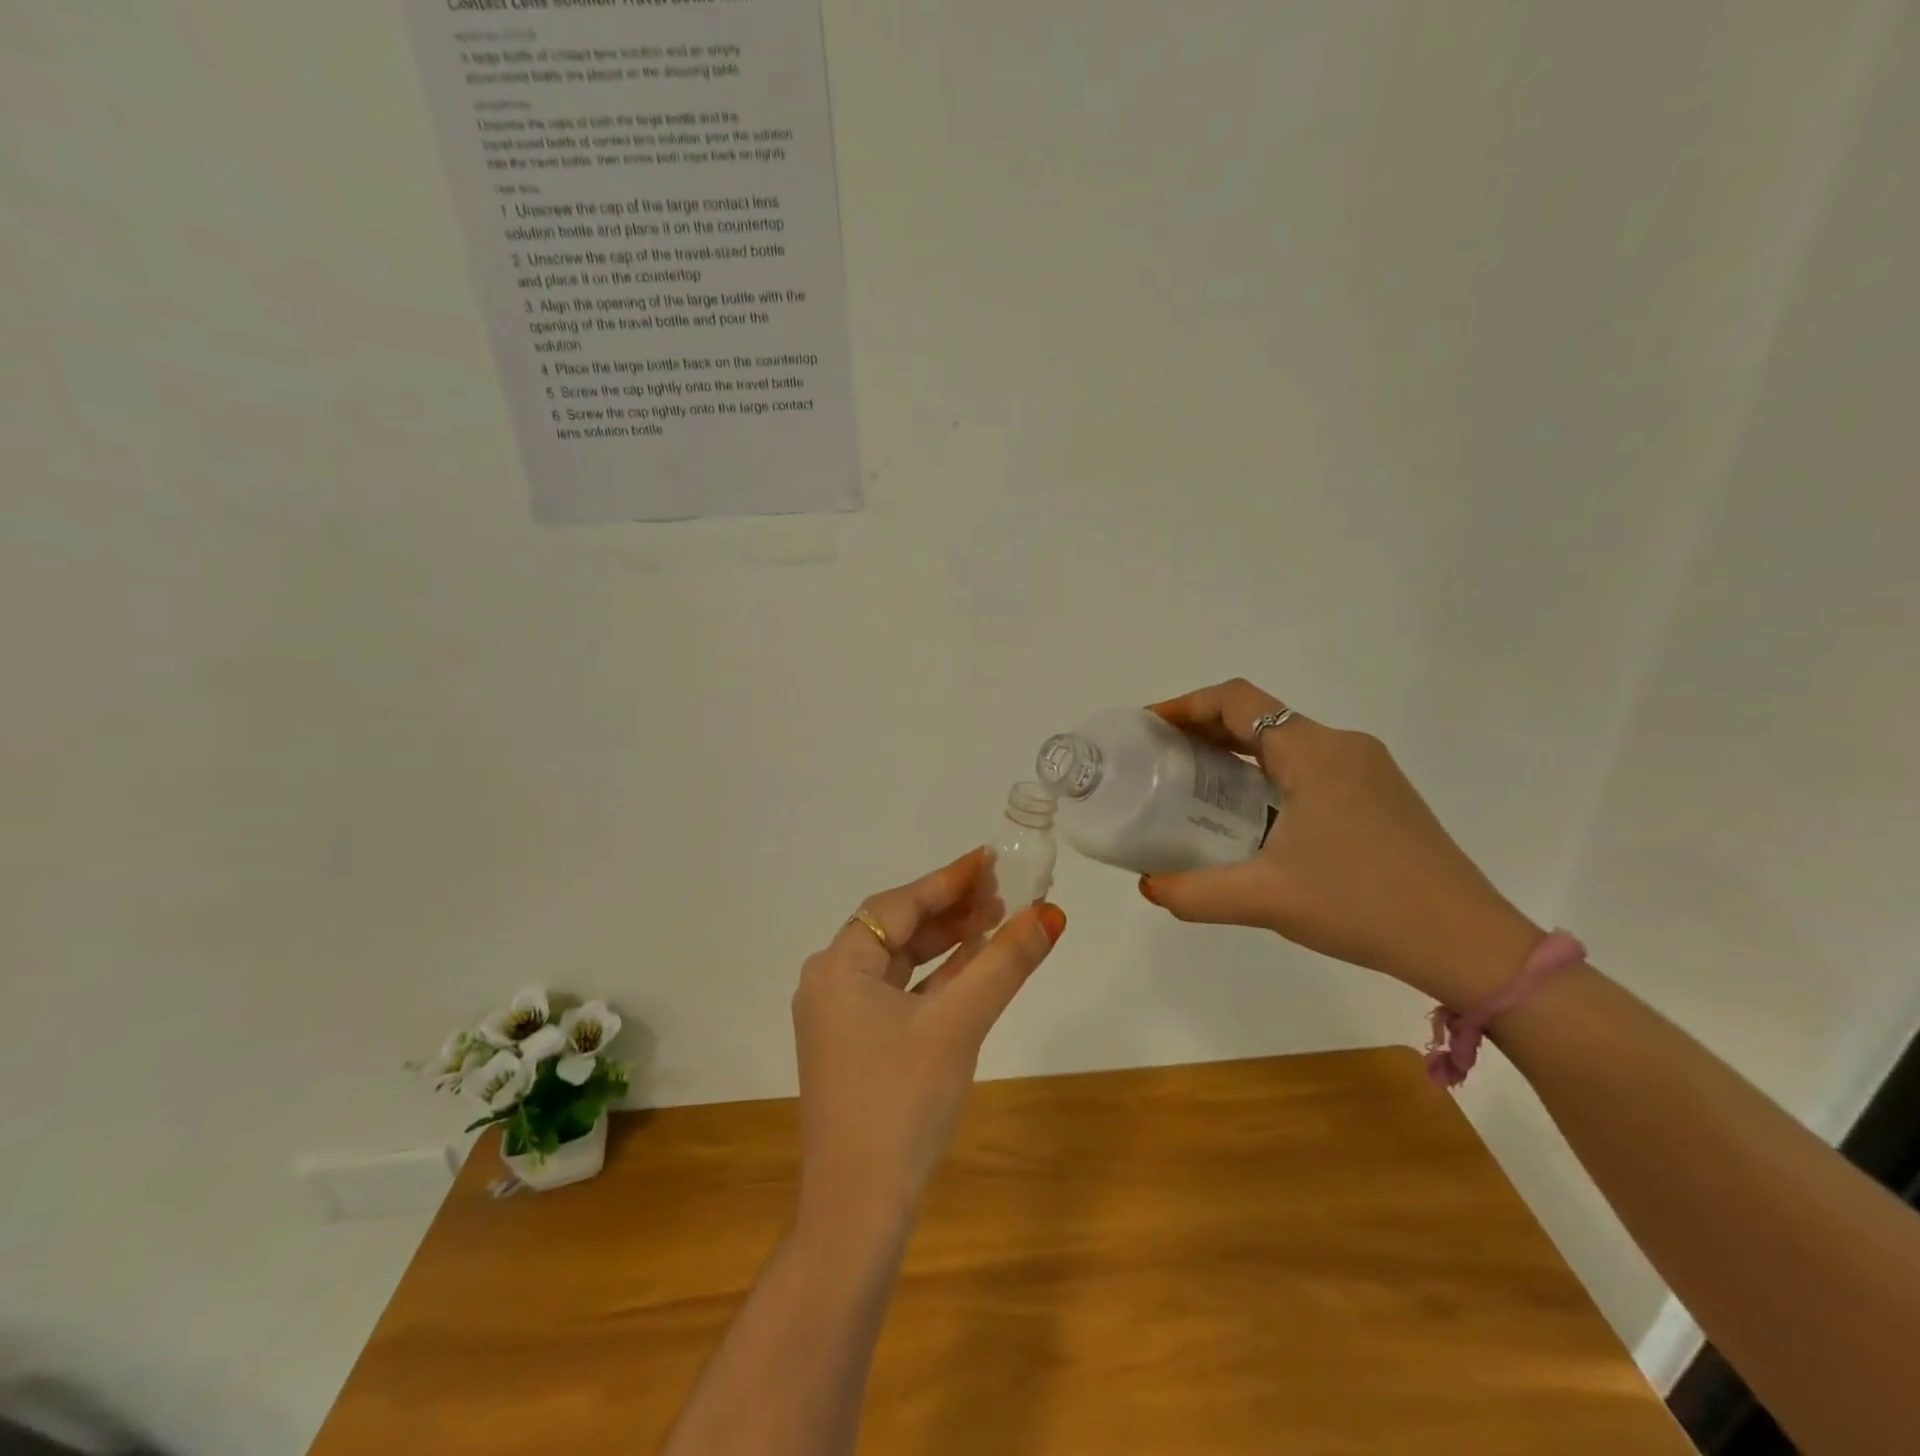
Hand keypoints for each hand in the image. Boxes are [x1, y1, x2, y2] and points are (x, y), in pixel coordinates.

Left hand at [792, 849, 1065, 1230]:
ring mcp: (840, 1018)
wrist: (857, 1209)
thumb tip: (1050, 913)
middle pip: (896, 929)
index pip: (897, 905)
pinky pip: (899, 995)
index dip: (947, 880)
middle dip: (950, 910)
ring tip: (996, 923)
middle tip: (1002, 894)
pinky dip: (936, 979)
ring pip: (900, 963)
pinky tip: (972, 970)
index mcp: (838, 966)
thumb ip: (1004, 964)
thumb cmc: (902, 1102)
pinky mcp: (855, 1047)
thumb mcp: (959, 1024)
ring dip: (946, 943)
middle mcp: (830, 983)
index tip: (989, 861)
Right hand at [1141, 679, 1540, 1007]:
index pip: (1236, 701)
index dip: (1186, 705)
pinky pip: (1310, 764)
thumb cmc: (1363, 906)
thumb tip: (1148, 887)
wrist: (1468, 942)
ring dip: (1237, 751)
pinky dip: (1268, 772)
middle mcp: (1342, 746)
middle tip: (1161, 757)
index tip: (1149, 726)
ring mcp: (1368, 769)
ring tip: (1196, 783)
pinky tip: (1252, 813)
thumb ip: (1196, 892)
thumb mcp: (1267, 900)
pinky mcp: (1381, 794)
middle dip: (1204, 729)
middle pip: (1259, 716)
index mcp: (1313, 753)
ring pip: (1286, 741)